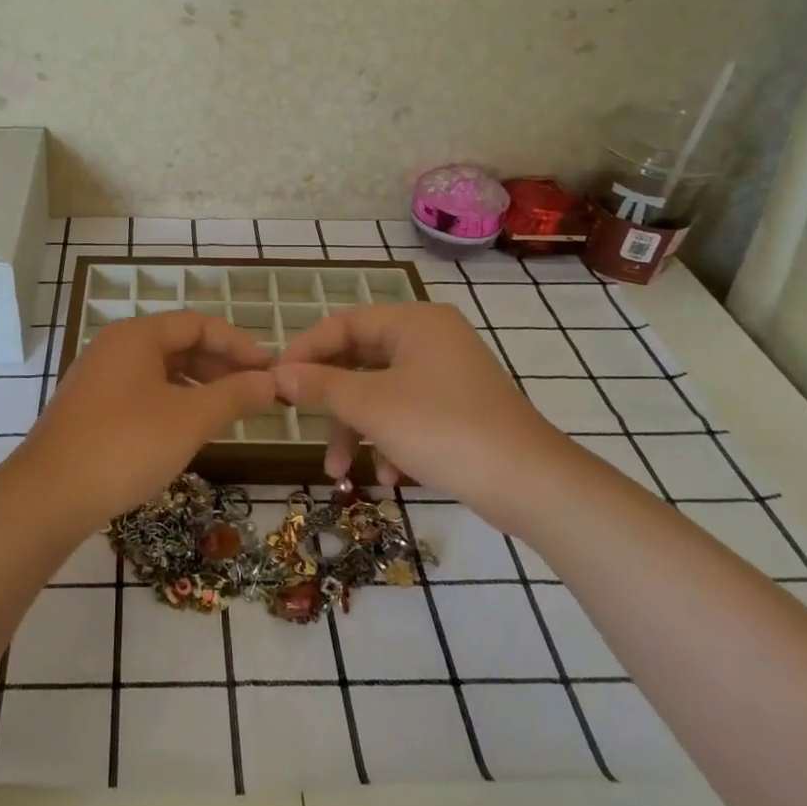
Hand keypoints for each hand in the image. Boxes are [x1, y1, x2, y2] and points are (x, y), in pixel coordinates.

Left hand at [20, 311, 278, 522]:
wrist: (48, 496)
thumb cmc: (126, 446)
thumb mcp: (190, 419)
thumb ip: (235, 395)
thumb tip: (272, 381)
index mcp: (136, 336)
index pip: (198, 324)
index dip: (238, 344)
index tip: (270, 368)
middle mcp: (114, 347)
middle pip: (178, 344)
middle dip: (220, 366)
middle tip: (255, 392)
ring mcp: (98, 378)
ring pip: (160, 371)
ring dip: (198, 386)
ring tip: (229, 412)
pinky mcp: (90, 408)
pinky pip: (142, 392)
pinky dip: (173, 403)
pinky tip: (188, 430)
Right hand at [273, 302, 576, 523]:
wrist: (530, 483)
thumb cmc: (443, 429)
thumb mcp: (372, 406)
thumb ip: (321, 386)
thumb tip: (278, 375)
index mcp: (413, 321)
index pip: (342, 324)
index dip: (305, 351)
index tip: (276, 381)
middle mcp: (430, 338)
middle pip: (360, 360)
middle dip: (332, 403)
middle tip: (301, 426)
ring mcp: (447, 373)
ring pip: (381, 392)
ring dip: (357, 430)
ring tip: (341, 472)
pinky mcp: (458, 406)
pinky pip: (408, 412)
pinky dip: (390, 440)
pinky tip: (390, 477)